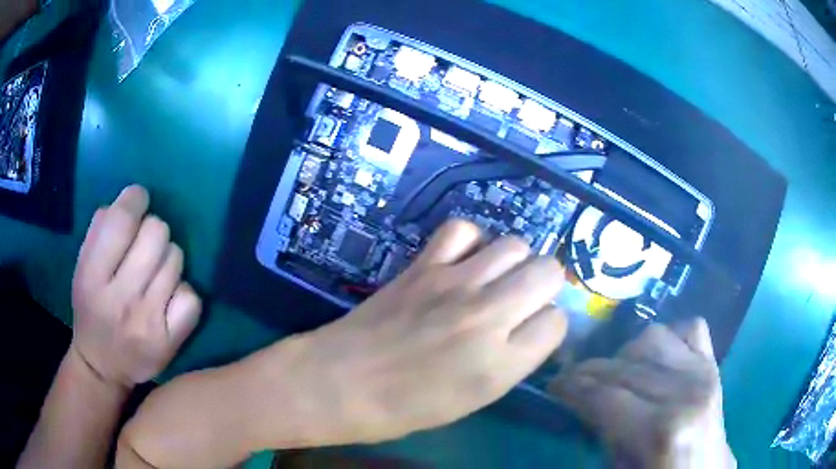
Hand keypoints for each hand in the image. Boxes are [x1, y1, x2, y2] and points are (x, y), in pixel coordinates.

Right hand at [71, 185, 201, 388]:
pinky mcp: (171, 341)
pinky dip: (183, 290)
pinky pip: (192, 297)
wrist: (103, 367)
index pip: (121, 222)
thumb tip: (128, 200)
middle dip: (152, 229)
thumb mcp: (83, 269)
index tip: (138, 200)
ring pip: (176, 259)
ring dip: (166, 258)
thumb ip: (100, 232)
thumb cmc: (90, 311)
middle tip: (144, 244)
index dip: (135, 199)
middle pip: (157, 233)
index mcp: (93, 278)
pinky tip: (168, 296)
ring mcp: (149, 322)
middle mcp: (122, 299)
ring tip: (153, 272)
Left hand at [273, 220, 568, 443]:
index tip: (532, 330)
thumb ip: (511, 360)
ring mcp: (454, 284)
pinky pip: (462, 230)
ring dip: (513, 261)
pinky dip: (470, 241)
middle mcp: (488, 316)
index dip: (547, 325)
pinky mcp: (422, 266)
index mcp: (501, 364)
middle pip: (548, 272)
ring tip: (493, 278)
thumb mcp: (473, 400)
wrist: (341, 383)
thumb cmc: (405, 407)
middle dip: (544, 285)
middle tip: (521, 299)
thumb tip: (531, 327)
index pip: (557, 322)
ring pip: (515, 245)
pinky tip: (462, 260)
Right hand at [550, 318, 734, 468]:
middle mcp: (687, 391)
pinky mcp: (714, 364)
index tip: (553, 387)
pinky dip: (668, 336)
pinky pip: (689, 328)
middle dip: (590, 371)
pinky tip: (656, 358)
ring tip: (614, 374)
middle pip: (625, 365)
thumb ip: (603, 436)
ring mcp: (705, 371)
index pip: (606, 396)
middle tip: (571, 382)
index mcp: (663, 430)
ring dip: (626, 353)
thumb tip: (586, 405)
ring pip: (653, 337)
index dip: (572, 388)